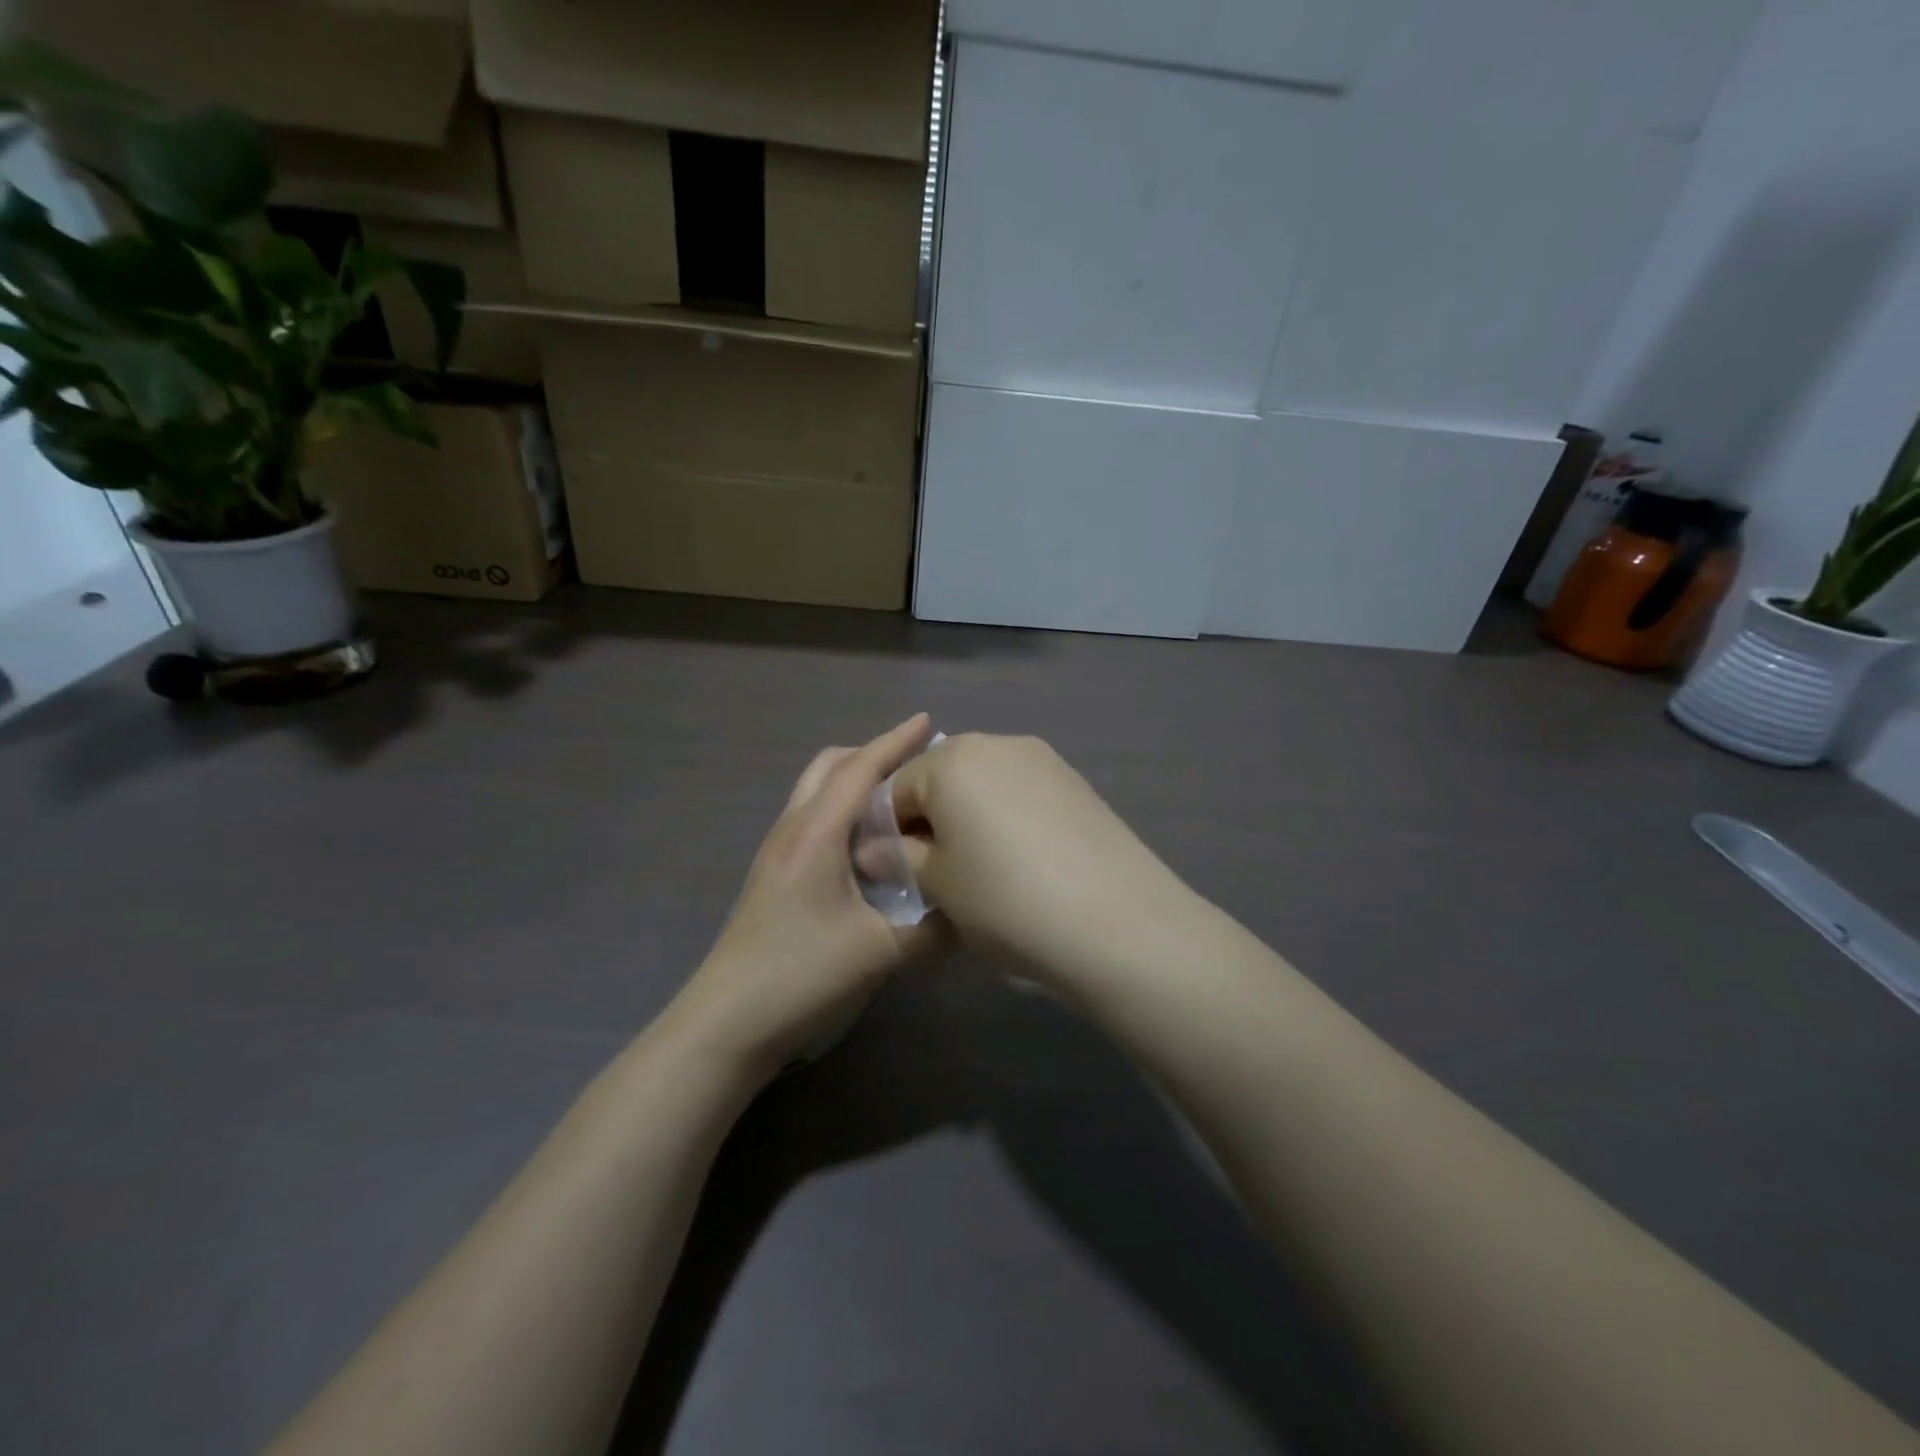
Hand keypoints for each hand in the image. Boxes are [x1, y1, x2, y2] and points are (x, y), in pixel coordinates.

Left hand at [668, 715, 942, 1079]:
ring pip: (816, 793)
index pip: (860, 770)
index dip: (895, 742)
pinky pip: (812, 821)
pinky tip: (869, 846)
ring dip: (855, 783)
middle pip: (829, 768)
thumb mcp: (878, 954)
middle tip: (916, 764)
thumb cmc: (801, 976)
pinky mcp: (774, 877)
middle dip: (872, 755)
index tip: (928, 721)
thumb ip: (933, 931)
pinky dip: (843, 812)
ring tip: (899, 802)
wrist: (726, 1025)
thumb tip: (972, 912)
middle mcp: (792, 831)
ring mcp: (777, 854)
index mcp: (816, 834)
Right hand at [890, 734, 1199, 988]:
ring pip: (983, 782)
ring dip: (969, 816)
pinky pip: (1021, 791)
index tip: (895, 873)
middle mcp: (997, 743)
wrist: (1118, 922)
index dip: (886, 832)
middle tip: (938, 871)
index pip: (895, 789)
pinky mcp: (1076, 781)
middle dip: (929, 819)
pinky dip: (1008, 817)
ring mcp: (1043, 759)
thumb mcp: (938, 886)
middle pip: (941, 777)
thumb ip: (900, 858)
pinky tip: (1024, 860)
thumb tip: (875, 850)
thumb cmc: (1007, 900)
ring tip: (983, 868)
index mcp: (952, 760)